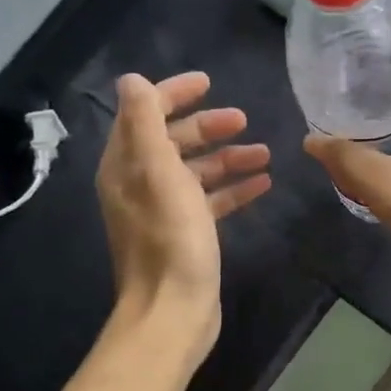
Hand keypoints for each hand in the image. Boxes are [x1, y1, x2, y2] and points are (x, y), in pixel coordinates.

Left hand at [97, 71, 271, 362]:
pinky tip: (263, 185)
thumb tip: (132, 79)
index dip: (174, 94)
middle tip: (243, 120)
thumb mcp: (158, 173)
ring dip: (228, 158)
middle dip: (208, 127)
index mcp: (126, 166)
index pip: (145, 114)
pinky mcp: (187, 234)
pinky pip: (211, 200)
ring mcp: (164, 210)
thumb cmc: (170, 240)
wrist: (173, 311)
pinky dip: (233, 189)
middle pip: (174, 141)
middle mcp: (140, 183)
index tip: (209, 83)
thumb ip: (146, 123)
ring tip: (264, 153)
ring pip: (197, 171)